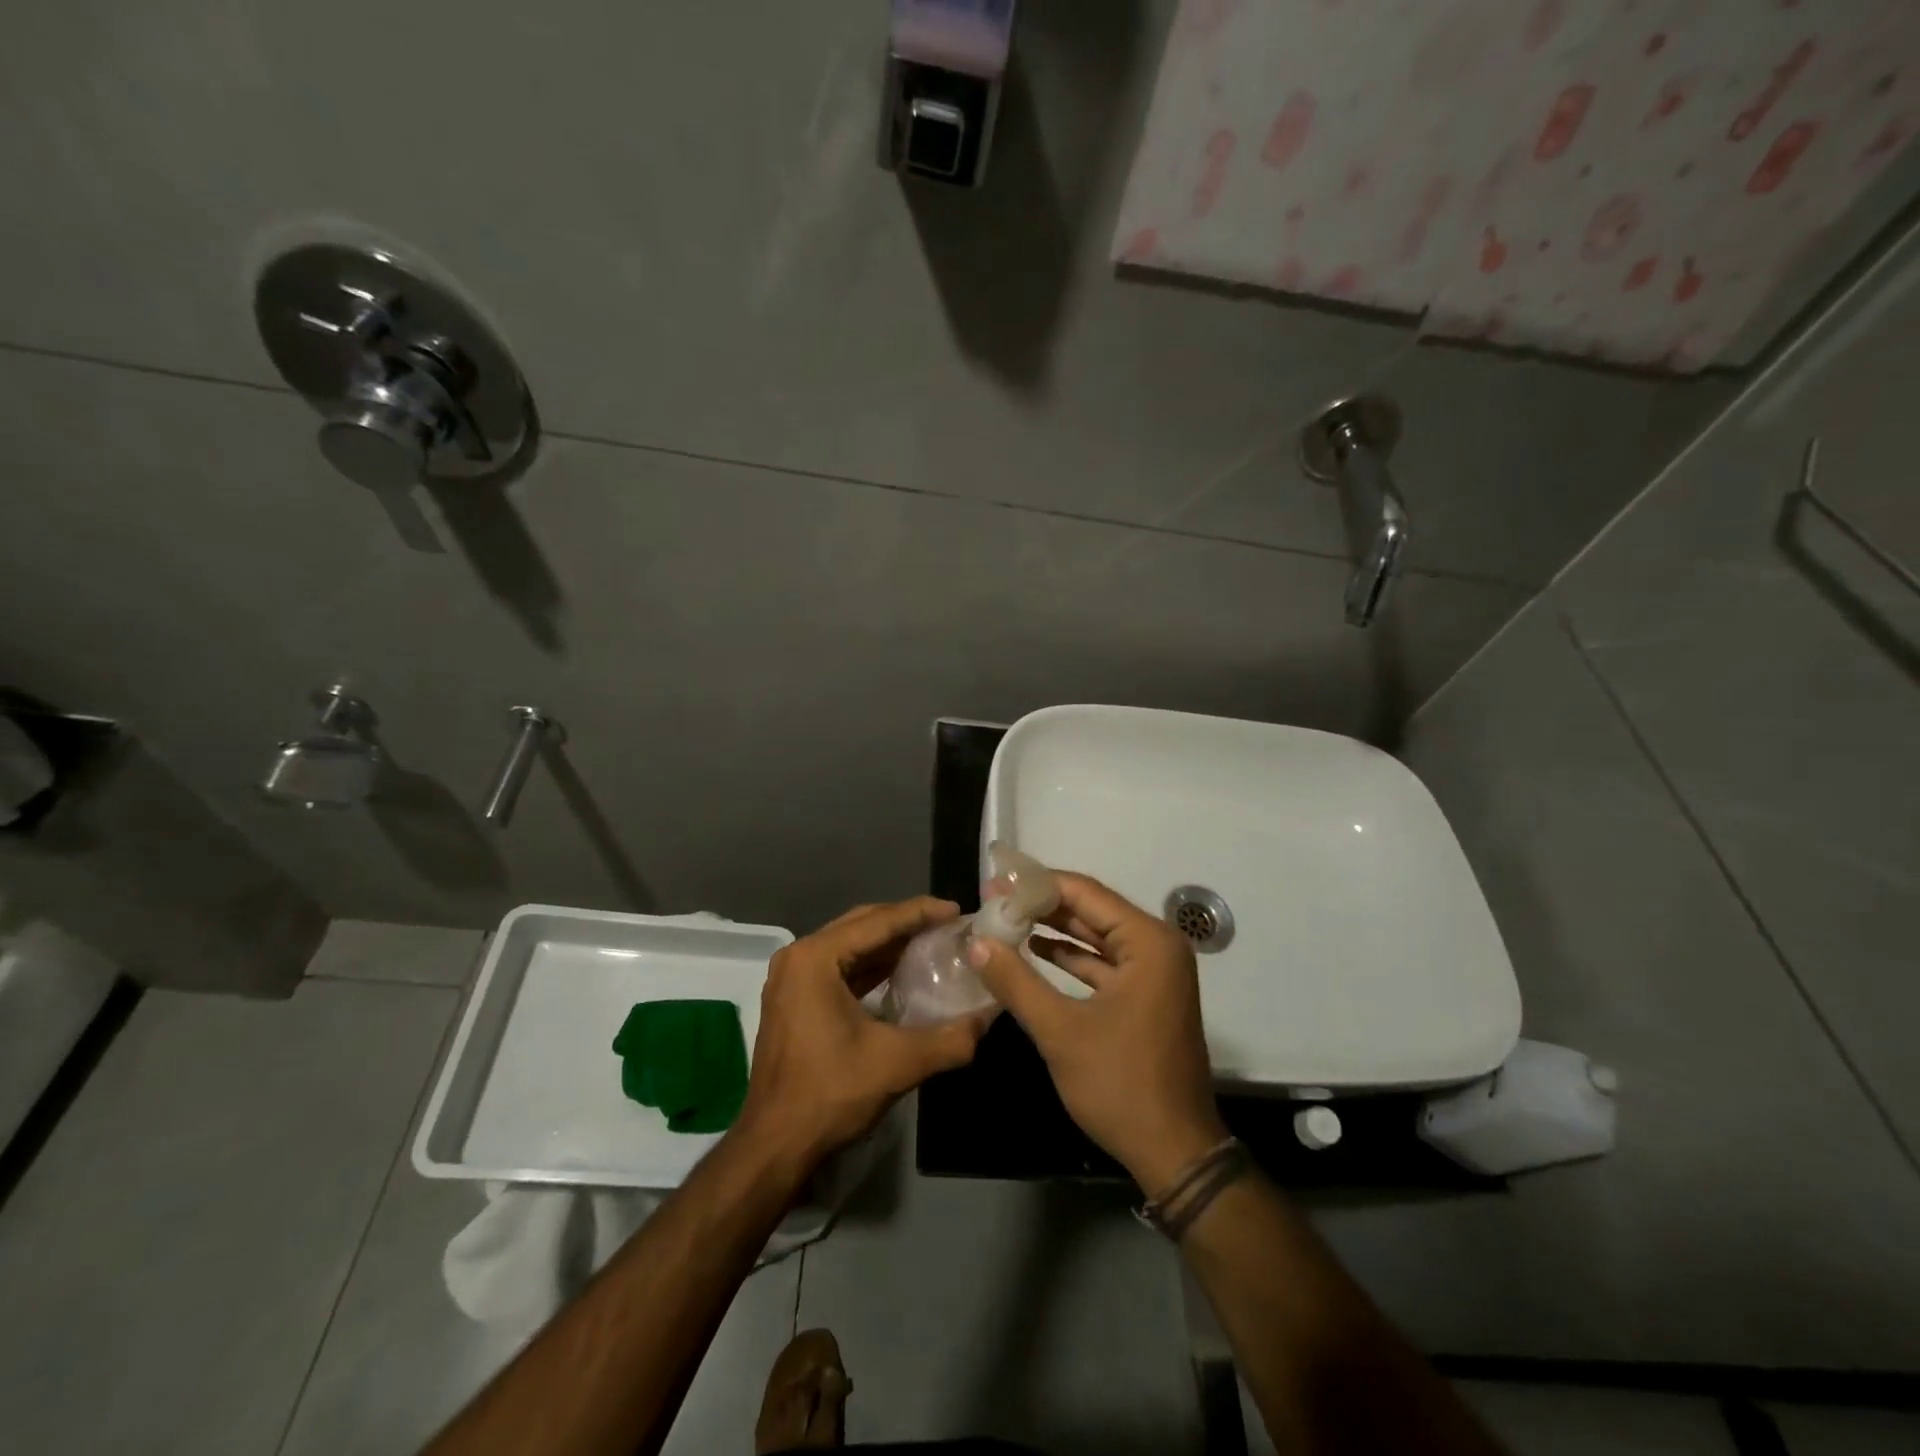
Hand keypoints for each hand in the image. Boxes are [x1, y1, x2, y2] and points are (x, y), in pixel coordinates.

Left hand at [737, 898, 991, 1165]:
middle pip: (862, 925)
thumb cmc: (830, 1093)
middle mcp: (799, 957)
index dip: (920, 913)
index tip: (957, 910)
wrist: (775, 1146)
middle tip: (948, 925)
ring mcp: (792, 979)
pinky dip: (872, 966)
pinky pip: (841, 968)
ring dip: (890, 944)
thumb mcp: (896, 1063)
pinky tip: (903, 972)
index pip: (877, 922)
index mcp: (815, 958)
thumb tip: (987, 1019)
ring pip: (851, 946)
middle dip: (906, 922)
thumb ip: (948, 1039)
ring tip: (932, 943)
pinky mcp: (795, 1000)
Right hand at [969, 873, 1226, 1194]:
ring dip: (1053, 929)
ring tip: (1005, 920)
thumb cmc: (1121, 1085)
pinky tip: (1035, 951)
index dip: (1036, 885)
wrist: (1175, 1153)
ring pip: (1096, 935)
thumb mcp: (1061, 1032)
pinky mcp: (1147, 994)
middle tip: (994, 900)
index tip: (994, 885)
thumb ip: (1016, 981)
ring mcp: (1155, 971)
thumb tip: (976, 942)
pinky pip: (1104, 962)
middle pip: (1091, 910)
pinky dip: (1071, 957)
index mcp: (1148, 941)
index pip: (1084, 893)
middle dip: (1042, 905)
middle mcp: (1158, 945)